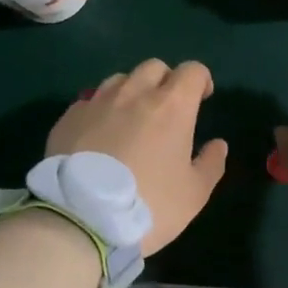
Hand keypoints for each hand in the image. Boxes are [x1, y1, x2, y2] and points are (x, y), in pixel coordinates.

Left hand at [46, 59, 228, 253]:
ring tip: (130, 120)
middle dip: (166, 81)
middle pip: (154, 67)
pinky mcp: (69, 118)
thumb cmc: (149, 205)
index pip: (192, 71)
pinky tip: (99, 136)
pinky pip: (90, 102)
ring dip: (132, 92)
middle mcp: (133, 93)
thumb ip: (211, 164)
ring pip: (119, 80)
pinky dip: (101, 111)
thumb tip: (218, 144)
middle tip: (167, 109)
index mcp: (171, 106)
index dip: (201, 80)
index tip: (202, 98)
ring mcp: (97, 102)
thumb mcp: (194, 194)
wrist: (82, 220)